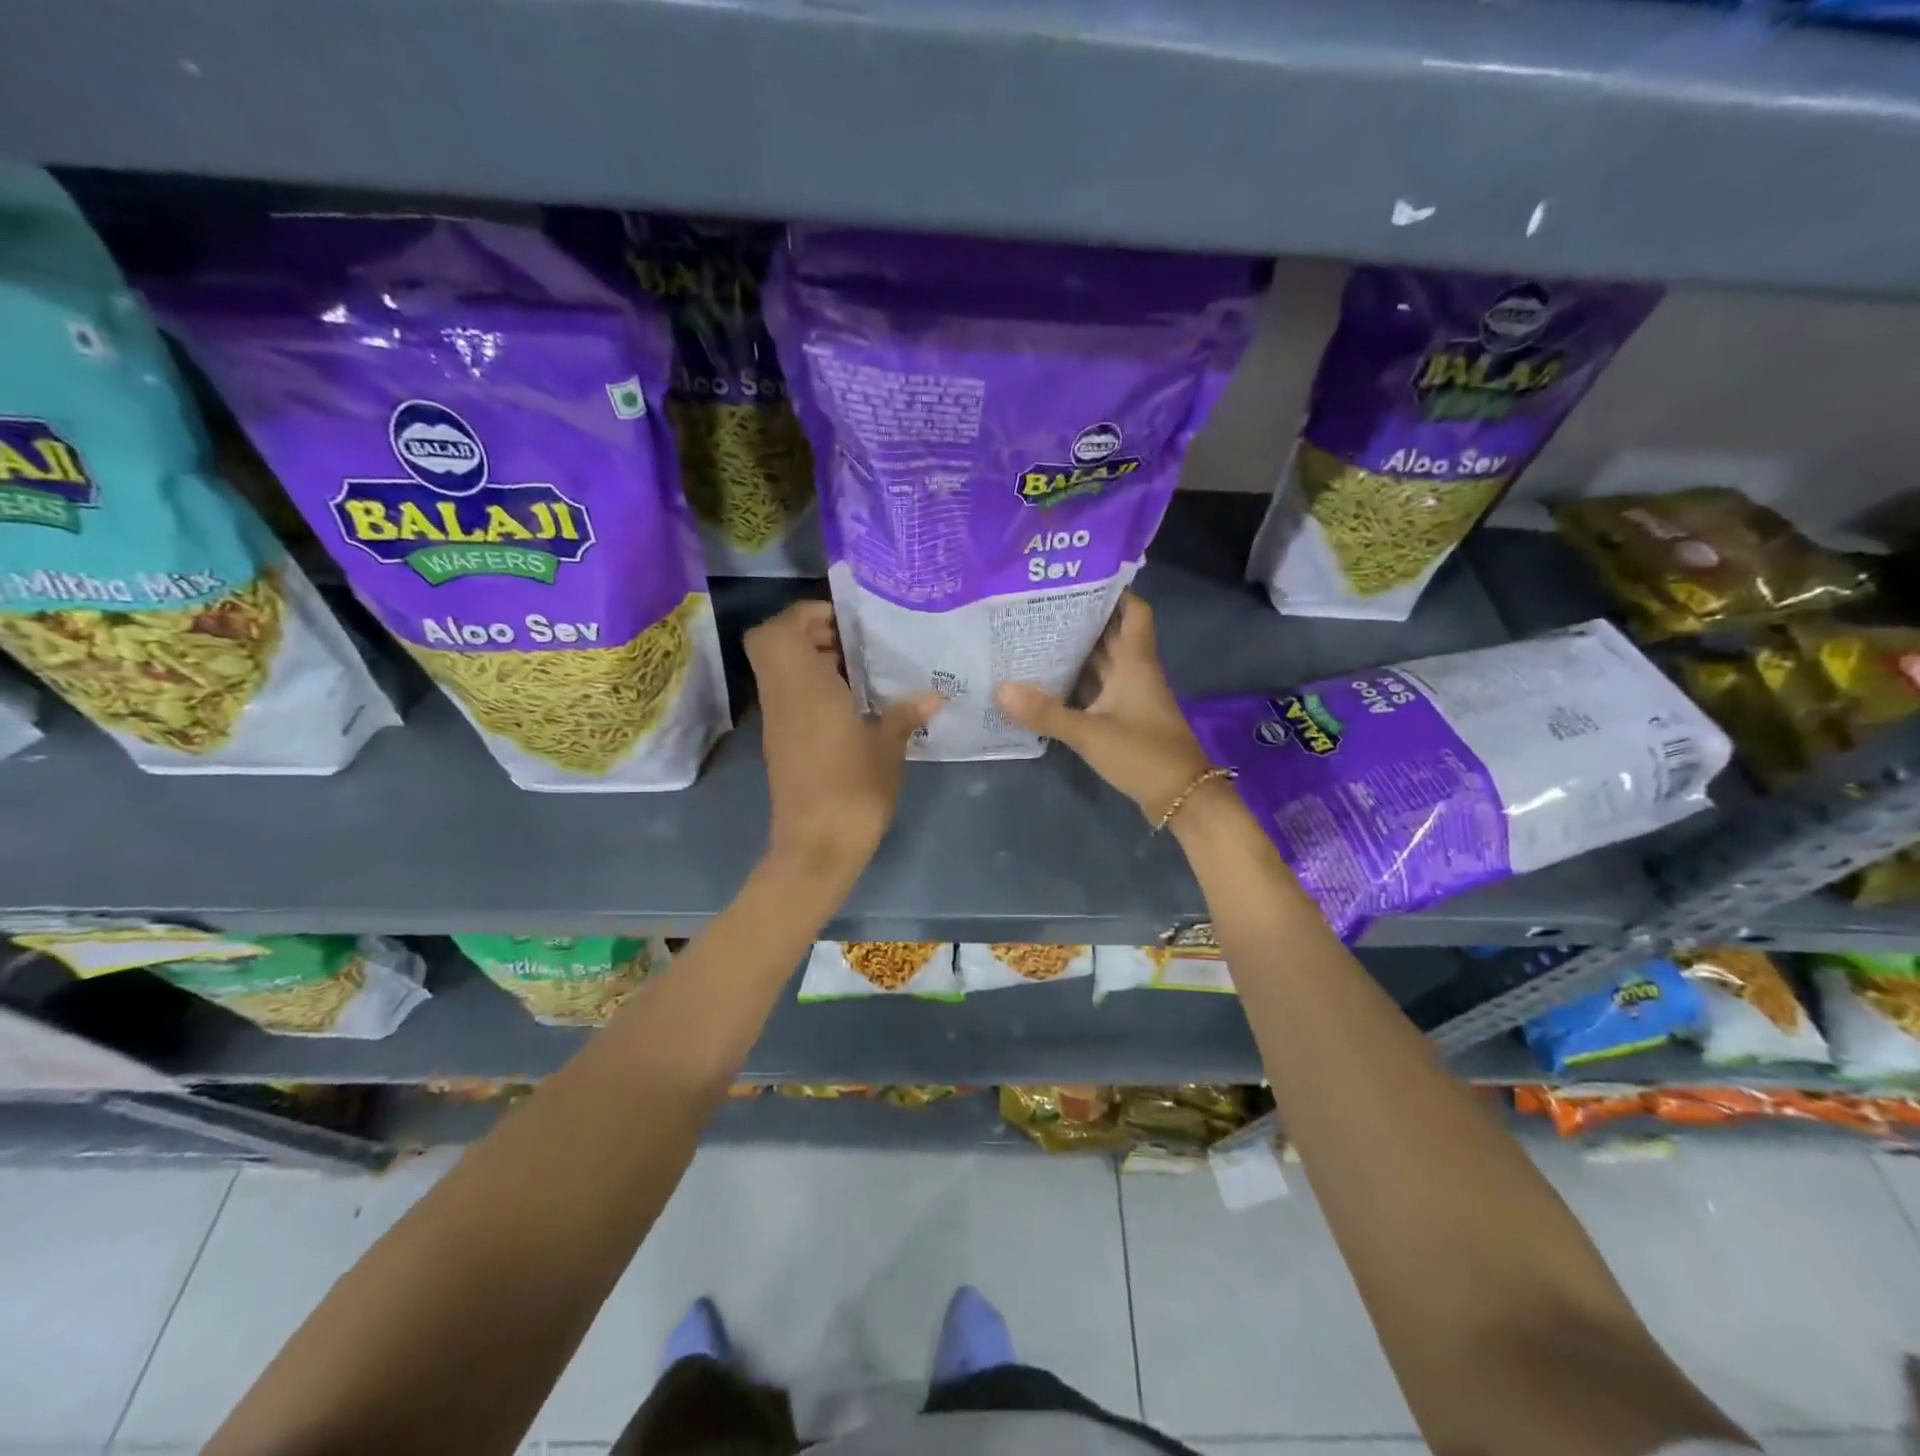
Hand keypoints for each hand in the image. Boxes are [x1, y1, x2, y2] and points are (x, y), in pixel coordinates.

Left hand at [746, 601, 939, 873]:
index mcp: (804, 688)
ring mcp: (779, 721)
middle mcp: (783, 697)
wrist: (817, 847)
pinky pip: (790, 696)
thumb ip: (905, 714)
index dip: (804, 614)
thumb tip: (933, 695)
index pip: (778, 630)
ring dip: (813, 661)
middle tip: (857, 643)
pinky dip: (813, 687)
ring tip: (861, 670)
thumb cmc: (853, 791)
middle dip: (811, 633)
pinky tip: (853, 704)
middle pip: (775, 644)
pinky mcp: (783, 743)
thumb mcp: (887, 748)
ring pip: (782, 670)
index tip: (846, 621)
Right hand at [994, 593, 1214, 824]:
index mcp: (1135, 662)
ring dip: (1075, 652)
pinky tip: (1045, 682)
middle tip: (1038, 606)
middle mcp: (1134, 672)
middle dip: (1081, 620)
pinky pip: (1096, 690)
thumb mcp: (1090, 733)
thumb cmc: (1142, 754)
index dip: (1113, 591)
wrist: (1180, 797)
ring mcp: (1130, 697)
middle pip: (1110, 635)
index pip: (1133, 611)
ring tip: (1033, 636)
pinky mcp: (1124, 719)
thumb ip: (1046, 713)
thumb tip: (1001, 689)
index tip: (1079, 578)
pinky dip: (1076, 684)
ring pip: (1101, 664)